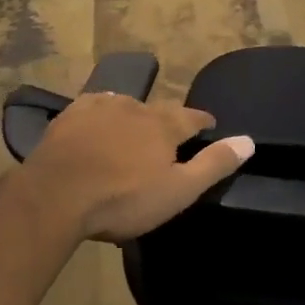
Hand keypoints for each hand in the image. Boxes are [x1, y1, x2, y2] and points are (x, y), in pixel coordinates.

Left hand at [20, 93, 253, 243]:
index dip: (203, 122)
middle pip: (159, 110)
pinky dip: (102, 114)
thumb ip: (213, 164)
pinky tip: (98, 123)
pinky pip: (95, 106)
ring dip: (134, 116)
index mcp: (164, 125)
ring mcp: (101, 107)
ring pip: (127, 105)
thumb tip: (248, 140)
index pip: (192, 118)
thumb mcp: (177, 191)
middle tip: (168, 135)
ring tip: (133, 131)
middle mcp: (137, 107)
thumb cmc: (122, 199)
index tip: (209, 126)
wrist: (56, 195)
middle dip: (167, 121)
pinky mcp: (72, 114)